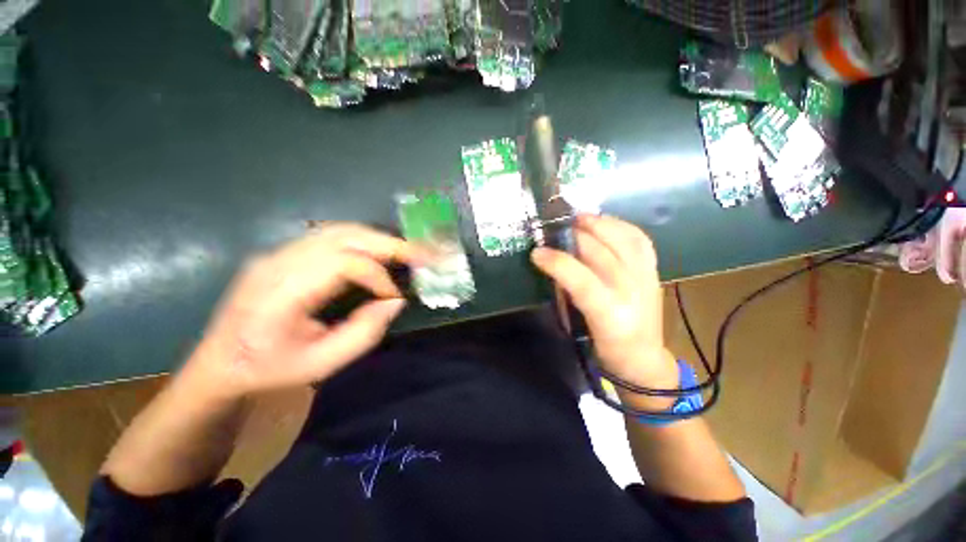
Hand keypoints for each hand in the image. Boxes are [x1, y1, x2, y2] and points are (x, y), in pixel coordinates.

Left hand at [180, 223, 425, 399]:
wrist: (219, 364)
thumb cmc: (269, 370)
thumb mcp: (321, 364)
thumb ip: (364, 333)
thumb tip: (395, 301)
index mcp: (281, 292)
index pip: (343, 263)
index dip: (378, 276)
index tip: (394, 296)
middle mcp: (278, 261)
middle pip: (344, 236)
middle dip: (389, 244)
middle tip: (421, 254)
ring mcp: (278, 252)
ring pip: (339, 230)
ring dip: (378, 239)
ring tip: (405, 251)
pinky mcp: (283, 252)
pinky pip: (331, 236)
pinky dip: (363, 241)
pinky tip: (378, 252)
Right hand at [531, 215, 677, 408]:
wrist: (643, 358)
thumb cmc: (604, 348)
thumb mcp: (578, 326)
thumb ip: (567, 292)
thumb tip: (553, 263)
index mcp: (610, 314)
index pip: (582, 279)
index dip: (557, 262)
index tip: (536, 252)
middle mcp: (632, 292)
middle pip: (601, 252)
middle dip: (574, 236)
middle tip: (554, 229)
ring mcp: (647, 279)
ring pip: (624, 239)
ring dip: (599, 224)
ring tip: (579, 219)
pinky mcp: (655, 272)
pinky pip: (640, 240)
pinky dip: (621, 226)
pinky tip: (605, 223)